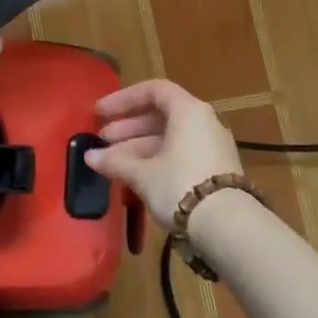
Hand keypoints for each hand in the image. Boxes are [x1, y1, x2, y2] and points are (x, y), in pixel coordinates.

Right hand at [83, 79, 242, 227]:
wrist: (228, 227)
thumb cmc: (180, 185)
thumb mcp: (142, 173)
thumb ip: (115, 161)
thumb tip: (90, 157)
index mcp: (188, 111)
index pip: (153, 90)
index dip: (123, 99)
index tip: (100, 113)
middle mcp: (204, 122)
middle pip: (161, 115)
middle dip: (128, 127)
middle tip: (102, 140)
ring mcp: (212, 147)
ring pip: (169, 138)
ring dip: (138, 146)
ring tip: (111, 163)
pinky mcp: (216, 171)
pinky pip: (180, 155)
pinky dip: (156, 160)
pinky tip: (135, 177)